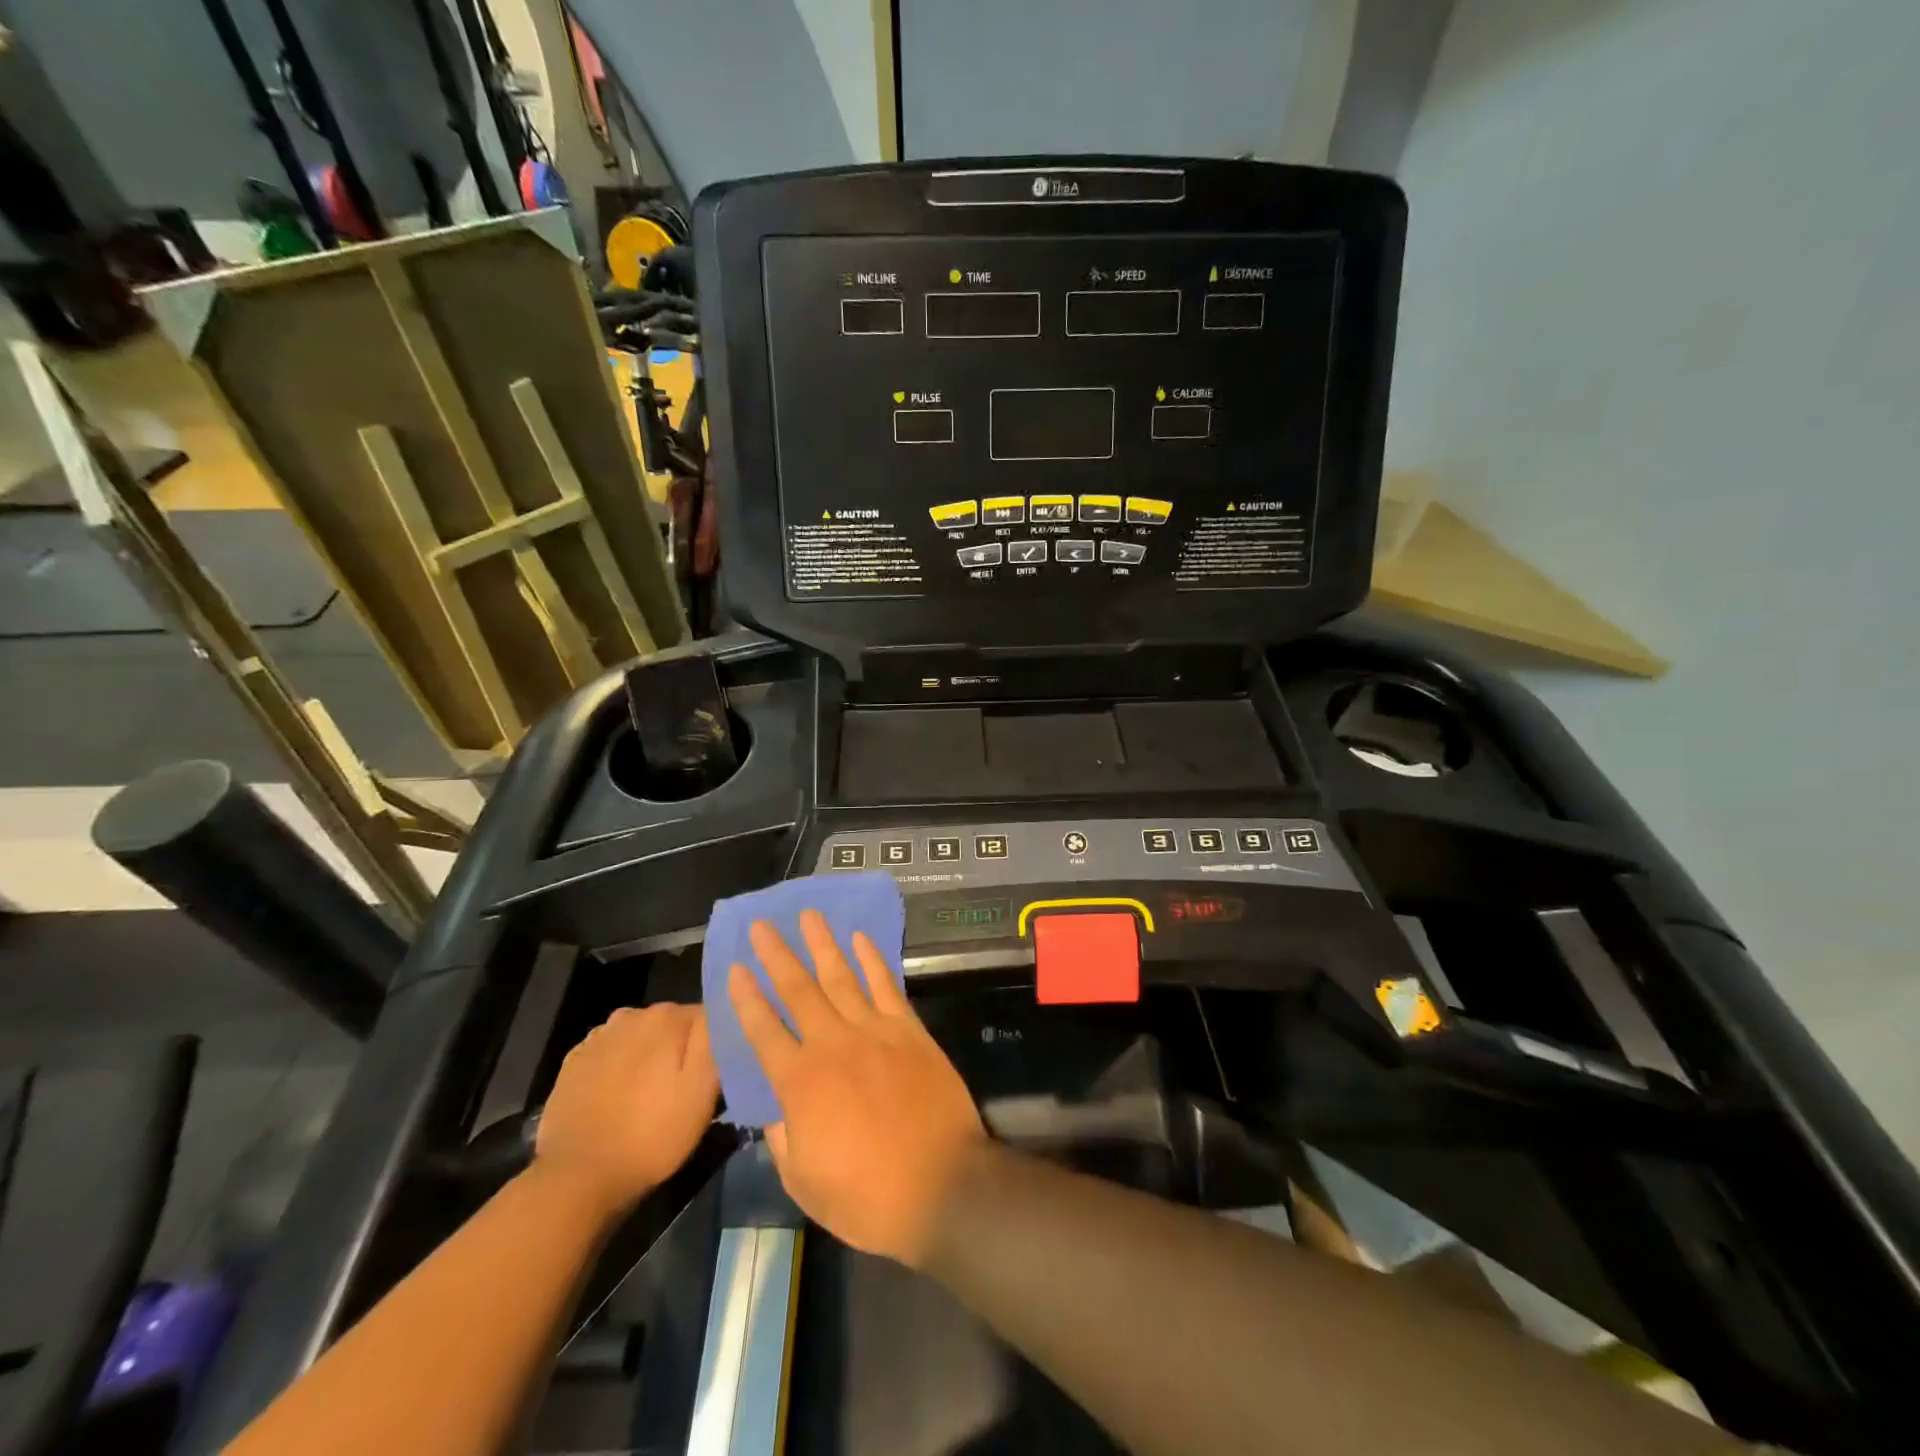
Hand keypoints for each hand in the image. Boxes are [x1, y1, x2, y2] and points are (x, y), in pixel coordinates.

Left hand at [535, 1004, 718, 1214]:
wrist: (577, 1178)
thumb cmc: (651, 1135)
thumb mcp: (702, 1091)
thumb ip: (715, 1040)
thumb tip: (722, 1010)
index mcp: (667, 1017)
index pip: (707, 1015)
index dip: (714, 1043)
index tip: (714, 1073)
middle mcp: (632, 1015)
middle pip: (671, 1024)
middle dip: (680, 1047)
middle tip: (684, 1088)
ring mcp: (598, 1038)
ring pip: (639, 1037)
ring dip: (649, 1056)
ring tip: (650, 1095)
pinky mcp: (574, 1063)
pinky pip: (610, 1054)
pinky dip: (618, 1068)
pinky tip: (619, 1098)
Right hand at [730, 911, 985, 1266]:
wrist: (941, 1186)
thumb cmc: (867, 1197)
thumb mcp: (804, 1182)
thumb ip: (783, 1138)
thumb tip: (775, 1108)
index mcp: (800, 1083)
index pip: (763, 1030)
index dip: (746, 998)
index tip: (734, 969)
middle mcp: (832, 1045)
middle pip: (798, 990)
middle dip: (777, 955)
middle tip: (761, 925)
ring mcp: (874, 1031)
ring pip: (841, 977)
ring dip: (822, 944)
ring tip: (808, 915)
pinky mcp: (909, 1030)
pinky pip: (885, 985)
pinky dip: (872, 959)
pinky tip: (860, 939)